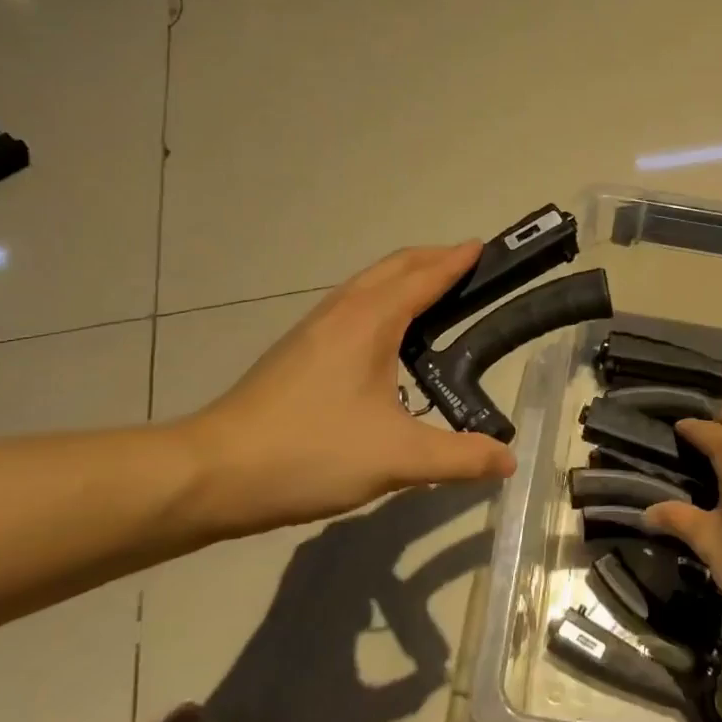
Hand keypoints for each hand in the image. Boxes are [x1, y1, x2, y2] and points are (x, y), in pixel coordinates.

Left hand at [174, 243, 515, 537]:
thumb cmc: (310, 452)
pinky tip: (386, 337)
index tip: (484, 247)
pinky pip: (352, 305)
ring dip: (404, 277)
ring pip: (368, 285)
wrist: (212, 473)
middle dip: (432, 259)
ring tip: (434, 294)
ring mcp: (313, 329)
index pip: (424, 277)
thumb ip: (459, 458)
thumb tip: (509, 460)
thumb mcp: (396, 459)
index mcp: (369, 321)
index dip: (456, 261)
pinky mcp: (297, 351)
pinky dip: (382, 300)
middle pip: (393, 267)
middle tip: (468, 267)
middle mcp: (342, 312)